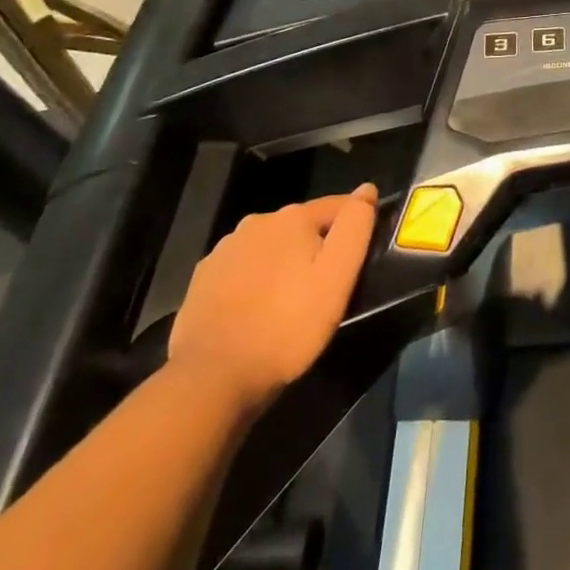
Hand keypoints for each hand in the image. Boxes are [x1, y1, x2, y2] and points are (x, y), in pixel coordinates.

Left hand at [168, 186, 377, 412]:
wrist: (212, 379)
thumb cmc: (287, 326)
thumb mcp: (338, 277)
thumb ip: (355, 227)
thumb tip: (367, 190)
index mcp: (292, 217)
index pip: (338, 205)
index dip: (355, 226)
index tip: (361, 255)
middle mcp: (256, 222)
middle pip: (302, 226)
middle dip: (317, 246)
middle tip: (326, 285)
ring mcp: (224, 251)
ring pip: (270, 246)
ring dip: (285, 262)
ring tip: (291, 300)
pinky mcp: (202, 279)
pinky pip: (242, 269)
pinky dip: (255, 280)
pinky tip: (257, 309)